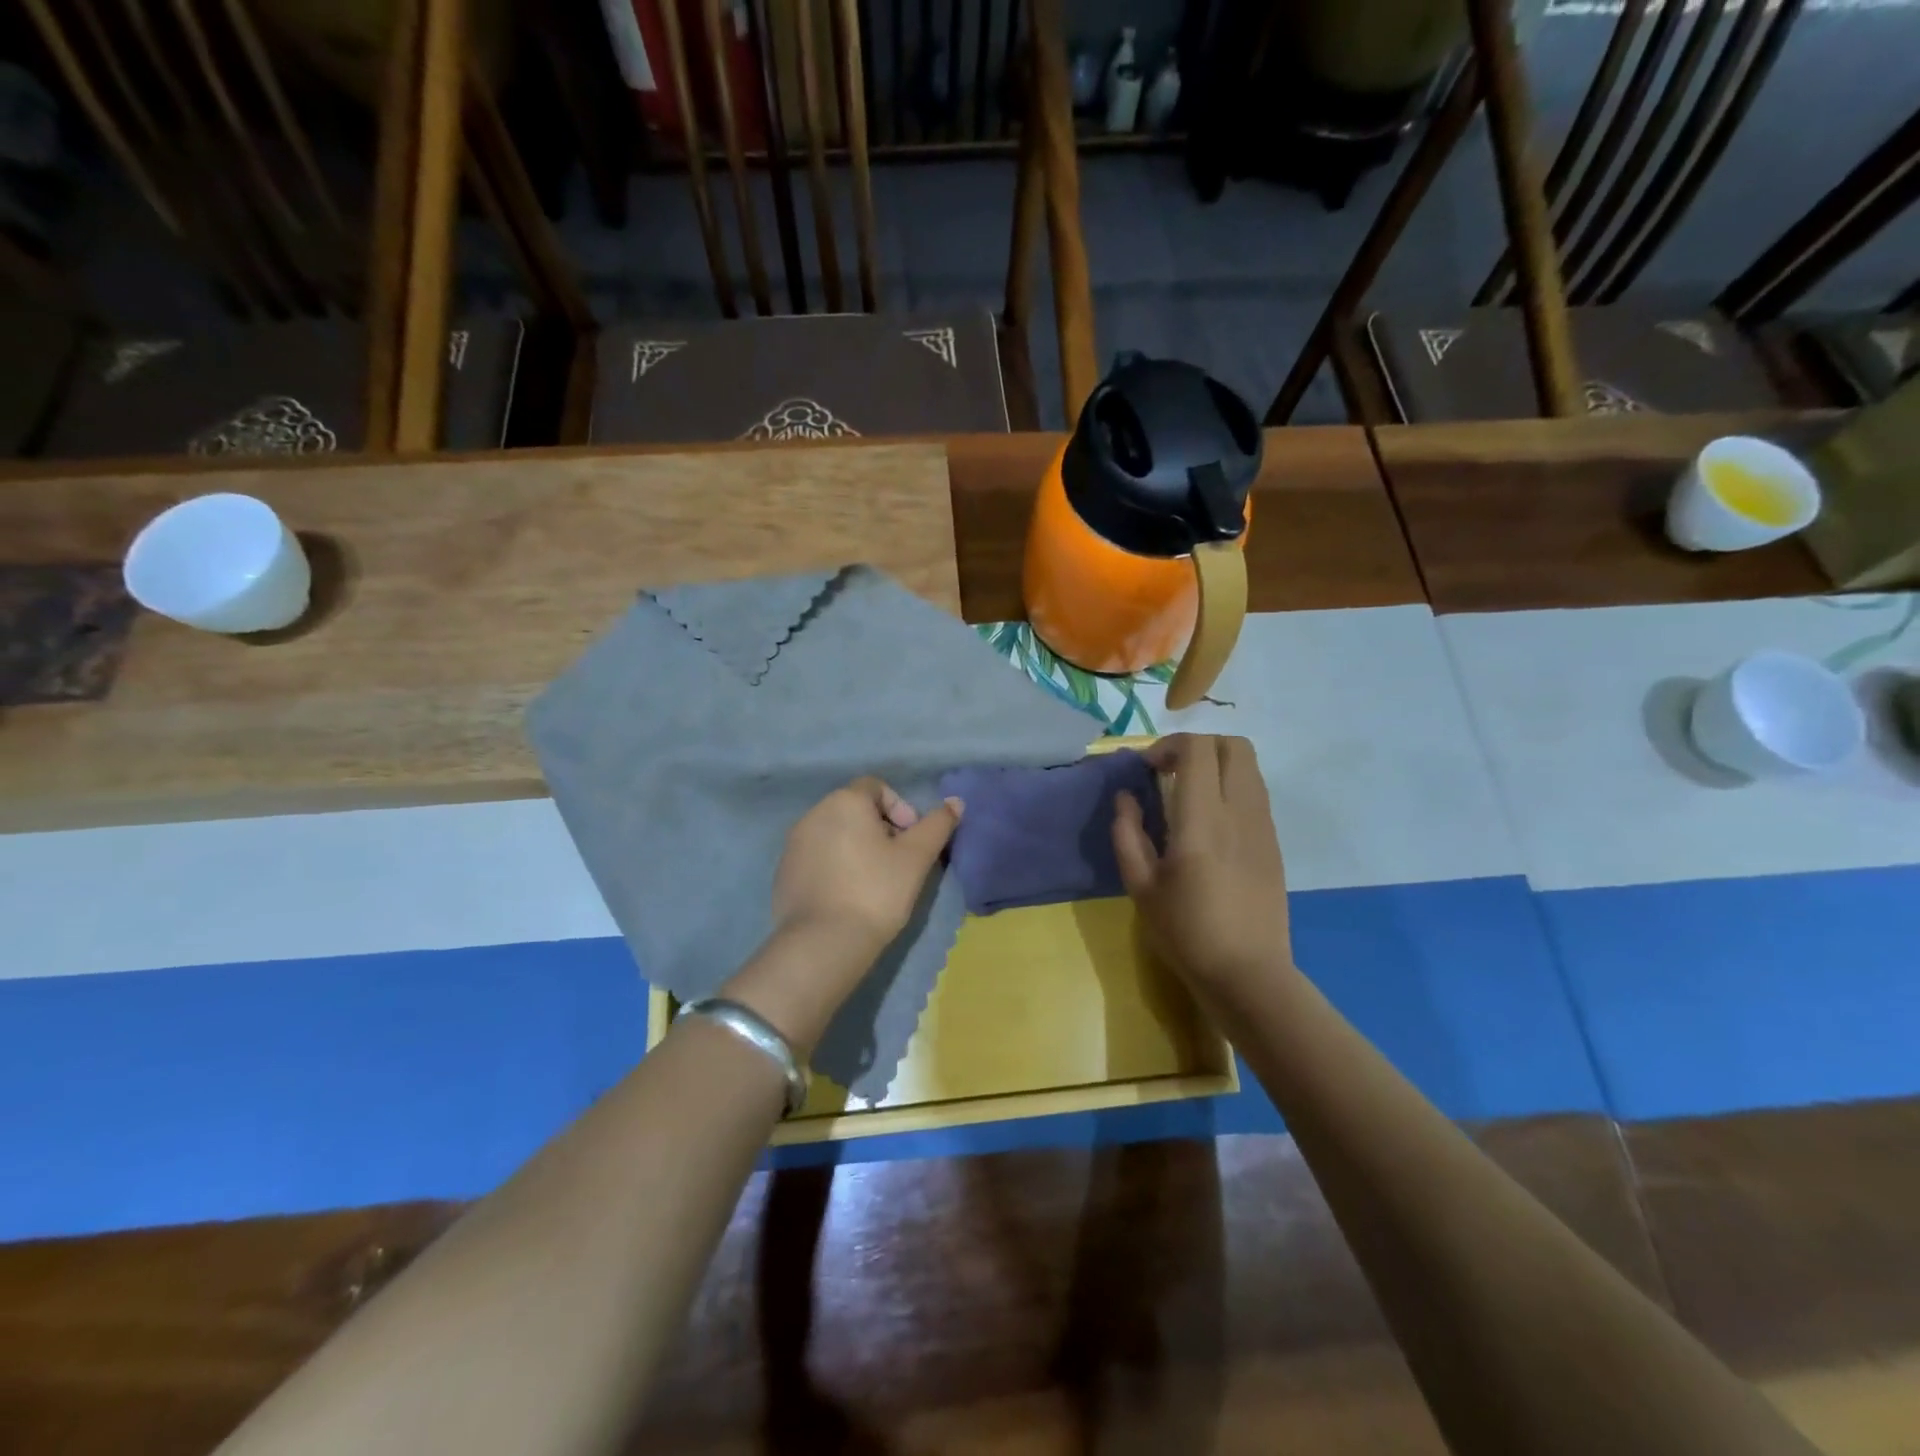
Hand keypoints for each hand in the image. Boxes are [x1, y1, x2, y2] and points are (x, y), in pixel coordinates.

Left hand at [772, 777, 962, 955]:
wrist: (823, 943)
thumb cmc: (876, 891)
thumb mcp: (917, 858)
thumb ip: (938, 825)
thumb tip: (956, 802)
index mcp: (844, 801)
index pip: (877, 788)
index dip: (900, 808)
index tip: (911, 840)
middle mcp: (813, 813)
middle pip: (855, 809)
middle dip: (880, 829)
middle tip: (898, 862)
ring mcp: (793, 844)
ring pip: (835, 834)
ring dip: (857, 848)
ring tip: (874, 882)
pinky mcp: (783, 872)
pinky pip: (817, 858)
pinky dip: (835, 867)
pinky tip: (848, 896)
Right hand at [1112, 734, 1293, 1000]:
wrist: (1248, 974)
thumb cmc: (1186, 933)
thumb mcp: (1140, 887)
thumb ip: (1128, 834)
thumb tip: (1126, 797)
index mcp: (1203, 820)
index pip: (1198, 749)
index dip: (1168, 746)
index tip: (1146, 769)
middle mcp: (1240, 812)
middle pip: (1234, 745)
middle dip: (1198, 746)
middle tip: (1169, 772)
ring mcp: (1263, 826)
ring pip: (1249, 766)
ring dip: (1216, 765)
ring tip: (1188, 795)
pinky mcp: (1273, 842)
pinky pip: (1255, 793)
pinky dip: (1230, 787)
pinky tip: (1209, 823)